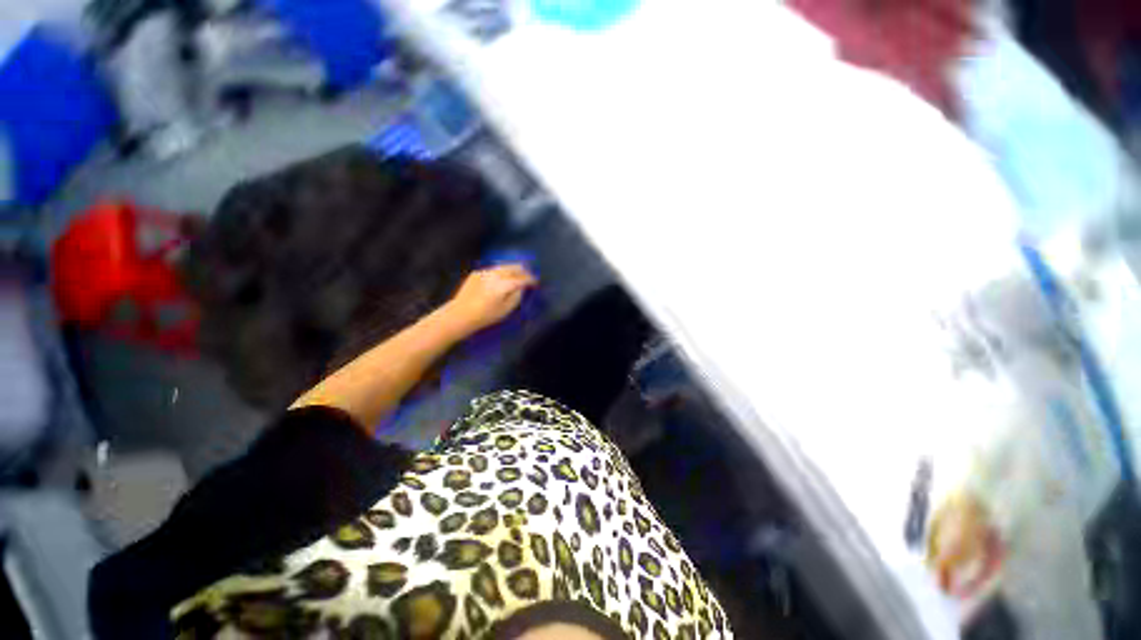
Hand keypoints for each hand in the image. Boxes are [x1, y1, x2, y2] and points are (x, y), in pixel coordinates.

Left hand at [444, 264, 536, 335]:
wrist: (460, 314)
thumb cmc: (485, 316)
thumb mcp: (506, 310)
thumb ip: (517, 296)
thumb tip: (521, 287)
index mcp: (505, 284)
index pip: (523, 278)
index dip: (532, 279)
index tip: (536, 282)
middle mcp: (496, 274)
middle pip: (515, 266)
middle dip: (523, 271)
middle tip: (528, 277)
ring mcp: (485, 272)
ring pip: (504, 266)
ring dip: (512, 270)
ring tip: (516, 276)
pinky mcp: (477, 273)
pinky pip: (493, 269)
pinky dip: (500, 272)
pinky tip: (500, 280)